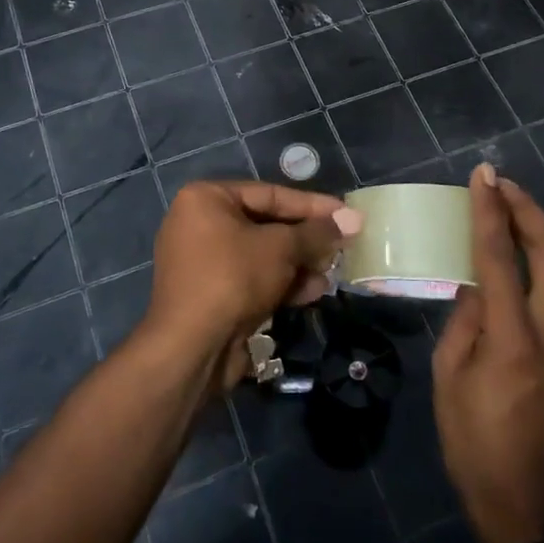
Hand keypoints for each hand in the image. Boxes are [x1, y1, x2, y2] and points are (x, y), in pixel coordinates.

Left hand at [143, 182, 361, 386]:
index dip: (312, 205)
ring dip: (299, 264)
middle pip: (266, 225)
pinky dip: (281, 283)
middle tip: (342, 246)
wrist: (192, 348)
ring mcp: (203, 262)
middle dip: (306, 239)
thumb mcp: (281, 248)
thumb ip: (316, 232)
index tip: (345, 214)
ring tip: (331, 273)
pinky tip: (313, 292)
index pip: (269, 194)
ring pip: (262, 255)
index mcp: (206, 198)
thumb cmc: (234, 278)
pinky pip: (252, 279)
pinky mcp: (211, 295)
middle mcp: (199, 224)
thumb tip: (352, 219)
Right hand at [434, 165, 543, 542]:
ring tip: (505, 210)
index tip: (483, 177)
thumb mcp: (449, 380)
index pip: (501, 261)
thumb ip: (464, 323)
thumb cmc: (475, 447)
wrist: (531, 510)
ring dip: (536, 234)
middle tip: (501, 183)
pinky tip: (513, 260)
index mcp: (515, 343)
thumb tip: (476, 285)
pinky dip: (537, 265)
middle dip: (529, 211)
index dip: (491, 213)